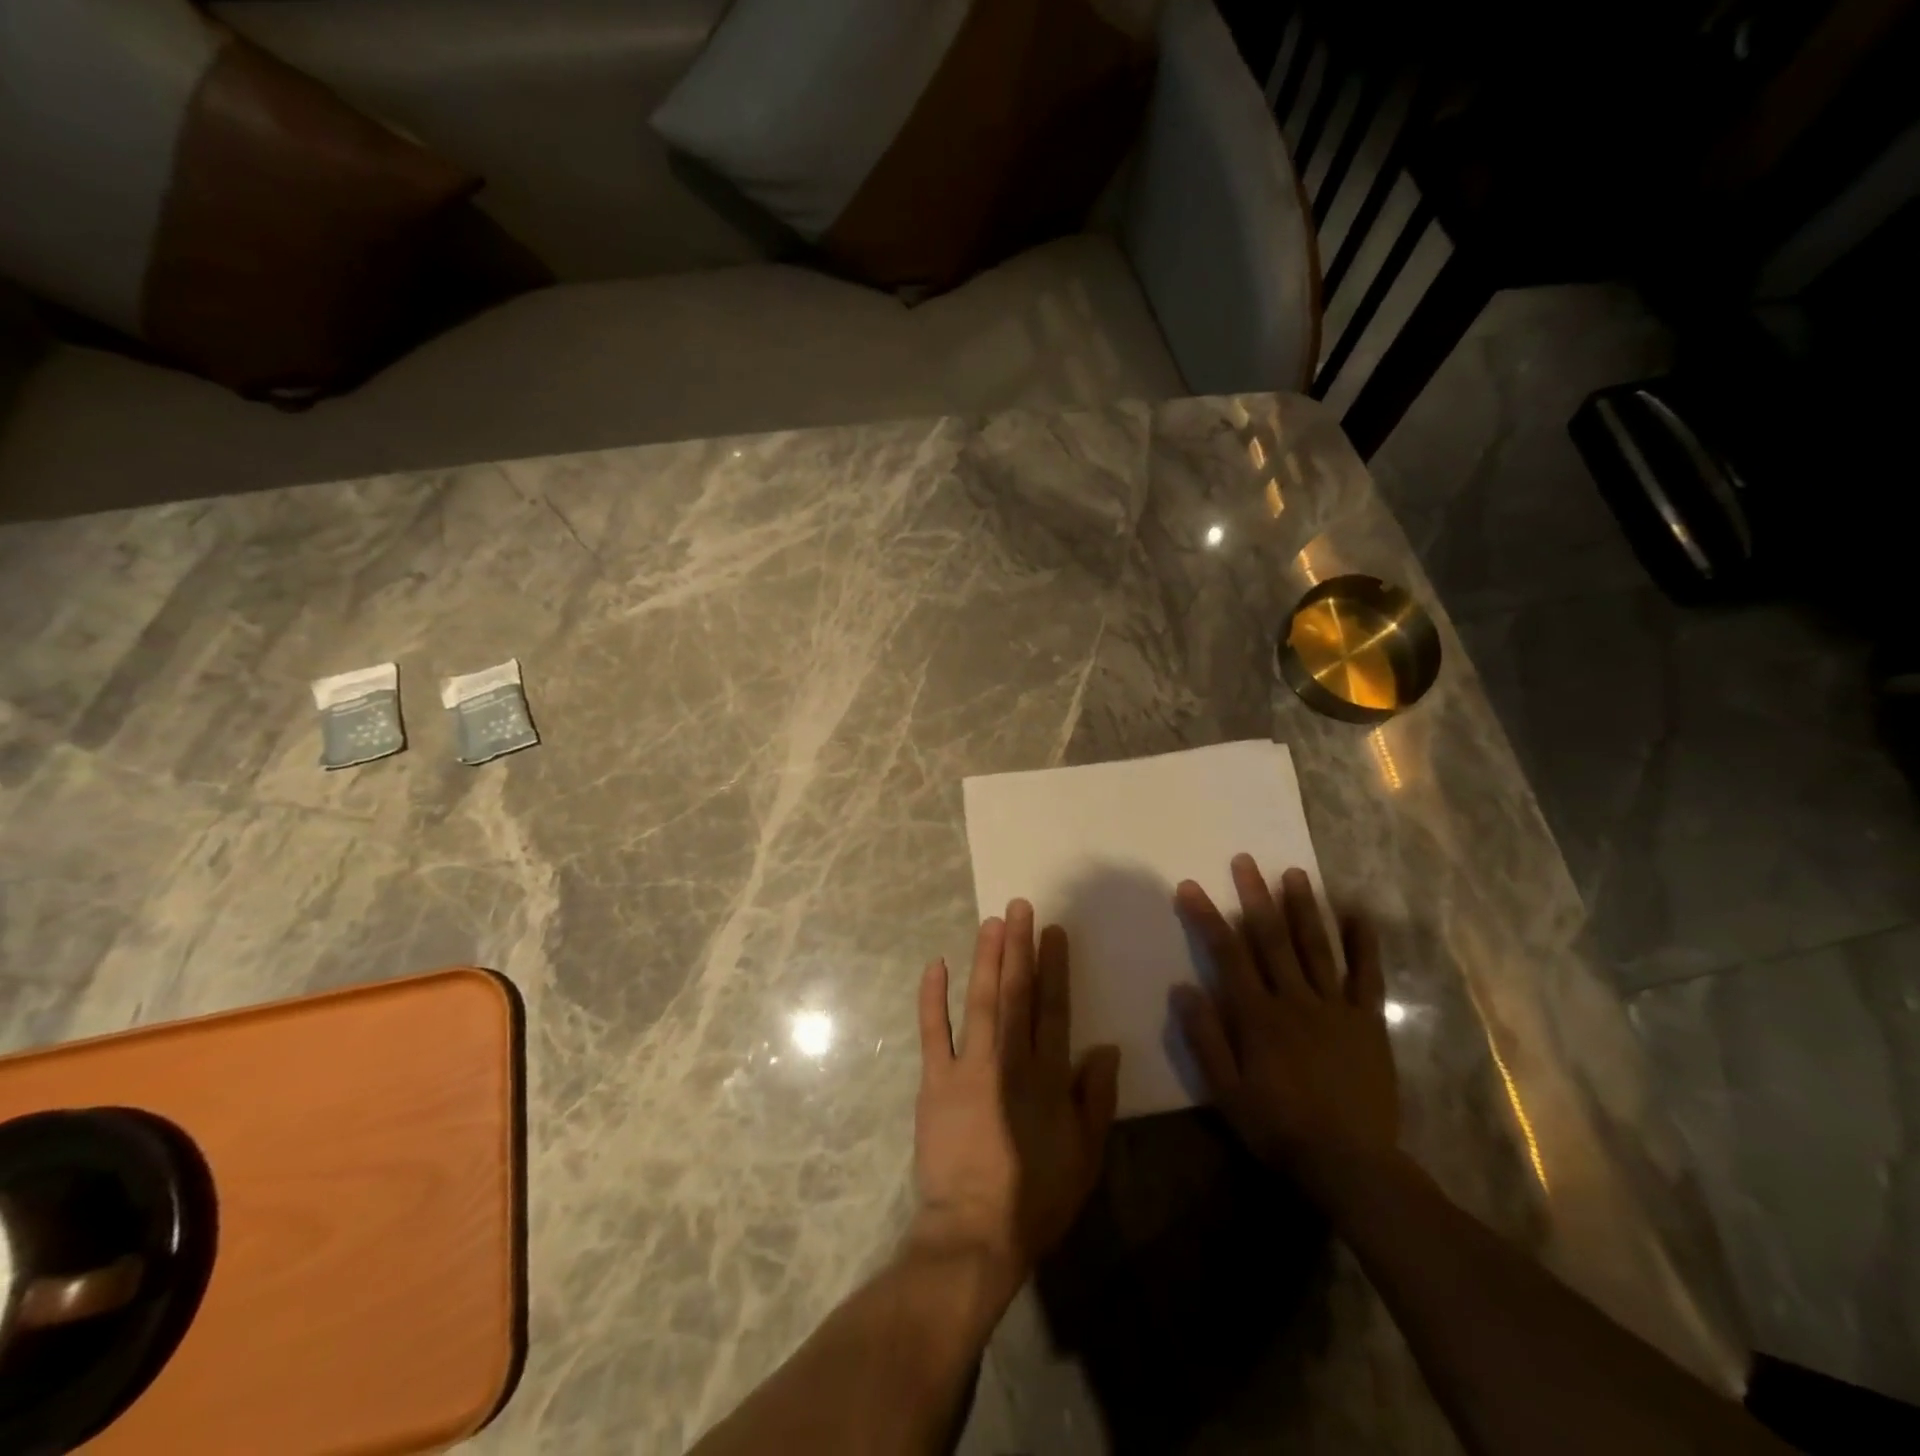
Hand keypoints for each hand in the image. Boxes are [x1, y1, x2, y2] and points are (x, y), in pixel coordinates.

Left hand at [911, 901, 1120, 1297]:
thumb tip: (1107, 1047)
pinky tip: (936, 964)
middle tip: (1019, 907)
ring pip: (979, 1000)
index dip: (1055, 966)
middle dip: (1019, 946)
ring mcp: (969, 1066)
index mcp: (1048, 1076)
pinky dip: (933, 997)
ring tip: (991, 922)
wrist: (974, 1233)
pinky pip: (932, 1031)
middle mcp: (1010, 1059)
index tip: (1053, 931)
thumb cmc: (1036, 1197)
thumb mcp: (1086, 1156)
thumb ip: (1097, 1099)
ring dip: (985, 959)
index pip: (1054, 1007)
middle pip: (1016, 992)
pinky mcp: (935, 1081)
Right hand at [1171, 855, 1396, 1197]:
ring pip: (1316, 947)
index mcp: (1257, 1015)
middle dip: (1254, 896)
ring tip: (1294, 873)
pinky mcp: (1367, 1022)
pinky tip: (1358, 914)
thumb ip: (1205, 1038)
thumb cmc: (1278, 1128)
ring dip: (1303, 908)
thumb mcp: (1225, 1091)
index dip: (1207, 917)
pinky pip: (1366, 976)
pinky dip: (1364, 944)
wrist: (1351, 1165)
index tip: (1190, 886)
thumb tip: (1182, 988)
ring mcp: (1334, 1008)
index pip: (1226, 954)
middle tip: (1245, 860)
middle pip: (1271, 939)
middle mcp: (1294, 1000)